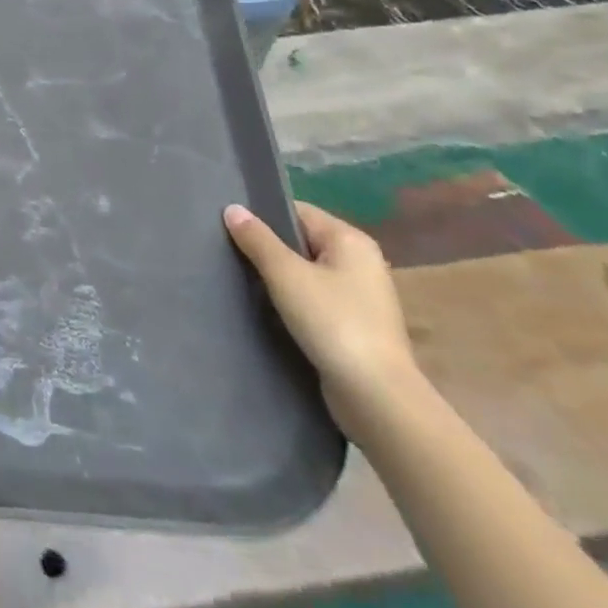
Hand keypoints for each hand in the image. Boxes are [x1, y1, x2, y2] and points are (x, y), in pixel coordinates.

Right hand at [224, 201, 418, 436]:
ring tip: (243, 281)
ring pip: (307, 273)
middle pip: (302, 241)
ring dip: (279, 278)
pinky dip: (294, 302)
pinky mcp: (356, 327)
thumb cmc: (333, 322)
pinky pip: (316, 300)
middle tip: (231, 253)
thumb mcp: (285, 274)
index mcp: (351, 240)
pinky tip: (269, 310)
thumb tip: (232, 208)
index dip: (263, 216)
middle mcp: (361, 262)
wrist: (377, 398)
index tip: (231, 226)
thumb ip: (257, 239)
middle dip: (268, 248)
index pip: (297, 211)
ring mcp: (362, 297)